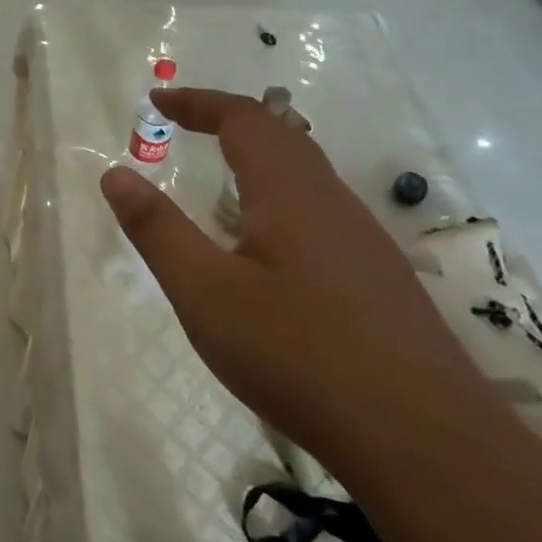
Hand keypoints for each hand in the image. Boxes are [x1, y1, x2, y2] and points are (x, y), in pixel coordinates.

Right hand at [100, 88, 484, 469]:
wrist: (425, 441)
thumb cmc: (298, 356)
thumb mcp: (205, 293)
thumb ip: (157, 230)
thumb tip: (115, 173)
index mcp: (290, 193)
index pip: (245, 119)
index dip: (199, 102)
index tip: (157, 100)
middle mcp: (334, 203)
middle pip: (283, 138)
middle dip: (228, 121)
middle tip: (183, 126)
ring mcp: (365, 243)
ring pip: (307, 177)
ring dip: (258, 159)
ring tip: (219, 178)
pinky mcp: (379, 280)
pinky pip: (321, 213)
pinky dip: (280, 199)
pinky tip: (269, 247)